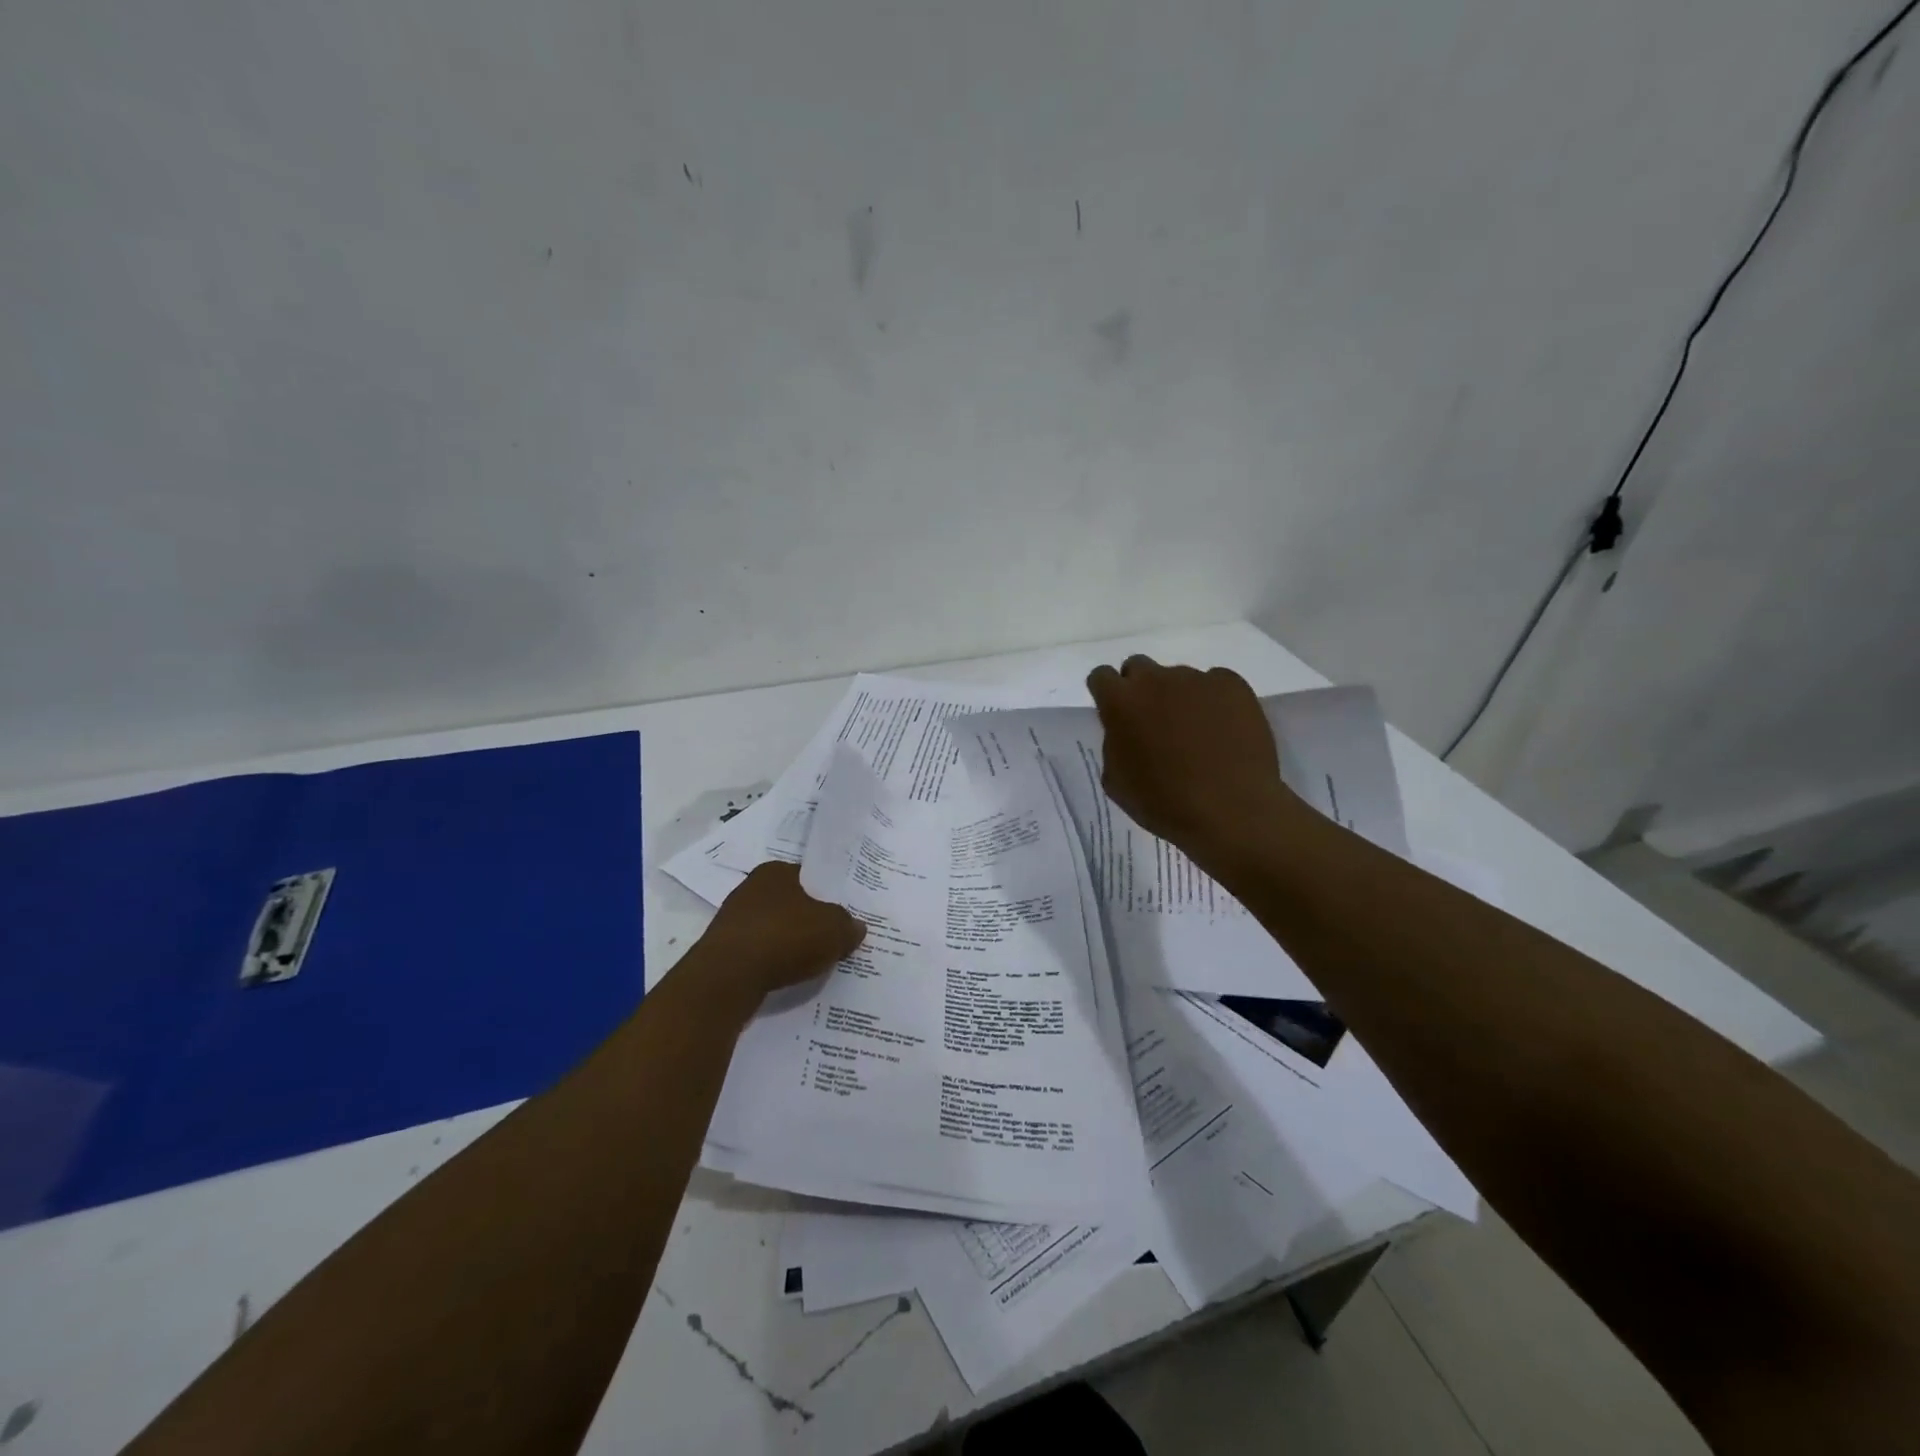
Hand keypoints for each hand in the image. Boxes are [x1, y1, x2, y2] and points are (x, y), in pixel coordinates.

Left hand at [697, 861, 866, 1005]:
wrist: (728, 978)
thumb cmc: (784, 937)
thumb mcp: (833, 929)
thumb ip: (848, 925)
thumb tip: (856, 927)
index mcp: (775, 872)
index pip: (809, 877)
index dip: (829, 894)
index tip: (845, 912)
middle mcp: (751, 889)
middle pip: (792, 903)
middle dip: (811, 920)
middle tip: (835, 937)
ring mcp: (734, 921)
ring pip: (775, 929)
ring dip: (791, 944)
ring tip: (816, 962)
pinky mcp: (724, 951)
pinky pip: (760, 953)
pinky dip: (774, 962)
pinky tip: (789, 976)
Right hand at [1086, 656, 1294, 872]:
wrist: (1231, 810)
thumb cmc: (1164, 803)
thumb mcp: (1116, 781)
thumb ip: (1114, 744)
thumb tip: (1125, 731)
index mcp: (1120, 702)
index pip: (1101, 677)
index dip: (1106, 694)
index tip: (1116, 715)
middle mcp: (1156, 679)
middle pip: (1138, 667)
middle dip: (1140, 689)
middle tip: (1152, 721)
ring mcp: (1197, 679)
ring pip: (1179, 678)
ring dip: (1179, 698)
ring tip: (1196, 733)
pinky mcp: (1233, 685)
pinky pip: (1216, 684)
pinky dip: (1214, 701)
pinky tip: (1223, 730)